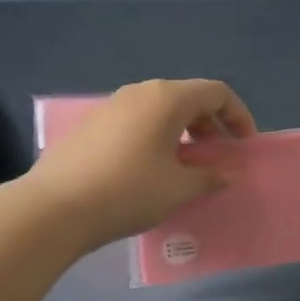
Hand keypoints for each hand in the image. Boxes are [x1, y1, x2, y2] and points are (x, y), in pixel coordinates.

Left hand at [24, 79, 257, 249]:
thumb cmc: (129, 191)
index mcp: (166, 98)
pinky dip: (156, 137)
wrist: (55, 207)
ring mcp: (111, 106)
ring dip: (183, 133)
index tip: (244, 147)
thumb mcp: (178, 188)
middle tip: (218, 159)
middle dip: (210, 126)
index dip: (238, 116)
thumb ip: (211, 176)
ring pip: (160, 110)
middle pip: (187, 98)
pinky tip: (151, 170)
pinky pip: (136, 122)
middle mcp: (139, 92)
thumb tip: (231, 172)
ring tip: (186, 167)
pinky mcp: (91, 125)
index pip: (216, 93)